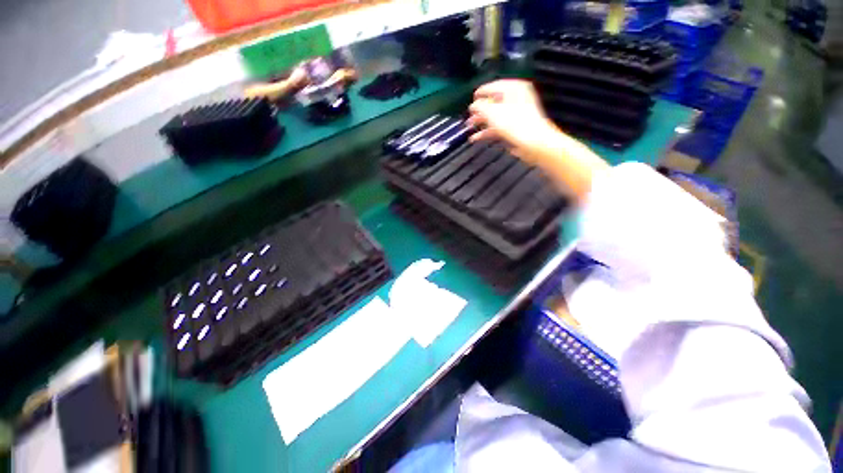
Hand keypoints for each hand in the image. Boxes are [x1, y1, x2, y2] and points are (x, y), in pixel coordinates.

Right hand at [467, 80, 556, 163]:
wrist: (532, 142)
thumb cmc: (515, 123)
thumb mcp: (492, 111)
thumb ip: (479, 106)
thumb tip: (473, 106)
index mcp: (514, 88)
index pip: (493, 86)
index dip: (481, 93)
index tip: (472, 99)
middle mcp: (516, 99)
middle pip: (493, 102)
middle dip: (479, 111)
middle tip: (469, 116)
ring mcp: (516, 114)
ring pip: (494, 116)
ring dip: (481, 122)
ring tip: (470, 127)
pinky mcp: (514, 128)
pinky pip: (497, 127)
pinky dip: (486, 132)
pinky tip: (476, 137)